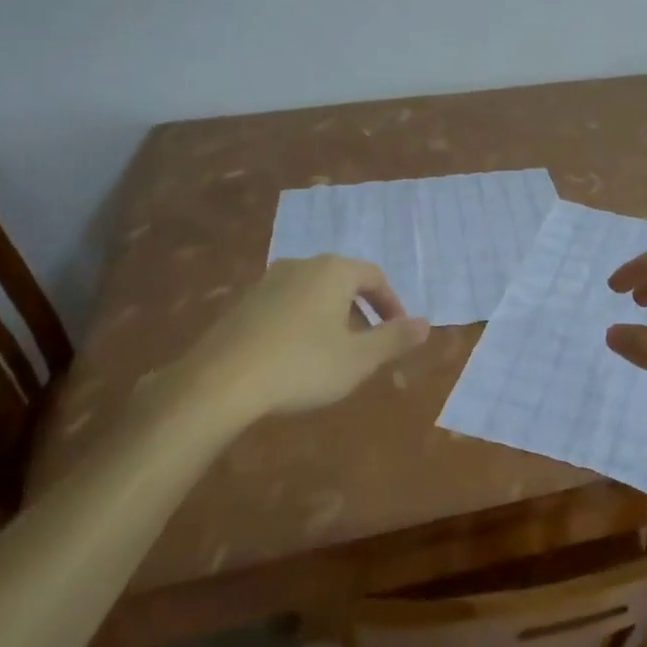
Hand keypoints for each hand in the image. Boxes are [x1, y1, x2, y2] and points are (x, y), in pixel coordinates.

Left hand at [191, 255, 429, 415]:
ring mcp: (268, 282)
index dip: (391, 304)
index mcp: (334, 270)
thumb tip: (426, 324)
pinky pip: (286, 306)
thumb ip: (394, 339)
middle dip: (361, 311)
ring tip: (334, 353)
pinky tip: (295, 358)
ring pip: (313, 293)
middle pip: (343, 282)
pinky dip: (301, 324)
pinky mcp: (243, 304)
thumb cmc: (302, 365)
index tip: (398, 331)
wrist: (220, 381)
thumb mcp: (358, 359)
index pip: (374, 276)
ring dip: (330, 318)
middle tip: (368, 344)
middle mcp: (302, 265)